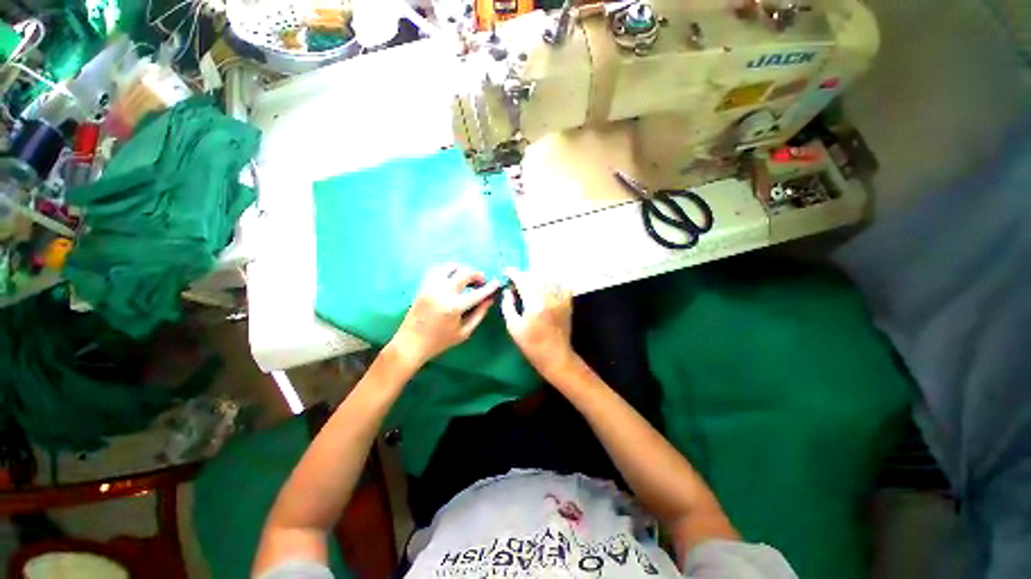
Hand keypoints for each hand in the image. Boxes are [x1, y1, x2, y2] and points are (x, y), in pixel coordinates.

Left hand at [389, 264, 498, 369]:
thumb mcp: (464, 332)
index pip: (477, 293)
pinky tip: (453, 277)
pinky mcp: (423, 286)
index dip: (490, 287)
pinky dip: (448, 270)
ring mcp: (430, 286)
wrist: (410, 344)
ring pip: (450, 266)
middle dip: (477, 275)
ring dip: (462, 269)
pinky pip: (437, 270)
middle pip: (465, 273)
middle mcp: (442, 292)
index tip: (498, 283)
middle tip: (482, 282)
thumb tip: (489, 299)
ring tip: (467, 278)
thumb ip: (479, 314)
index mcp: (454, 306)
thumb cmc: (439, 341)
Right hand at [500, 268, 576, 379]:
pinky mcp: (567, 303)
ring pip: (548, 278)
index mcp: (535, 304)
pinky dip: (551, 282)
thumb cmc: (531, 345)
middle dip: (524, 275)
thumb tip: (507, 291)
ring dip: (536, 277)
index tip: (506, 271)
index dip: (514, 274)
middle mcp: (550, 297)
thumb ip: (508, 306)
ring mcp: (561, 299)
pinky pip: (560, 285)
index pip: (523, 280)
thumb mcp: (513, 327)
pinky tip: (544, 288)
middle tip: (515, 280)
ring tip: (528, 283)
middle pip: (535, 277)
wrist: (555, 356)